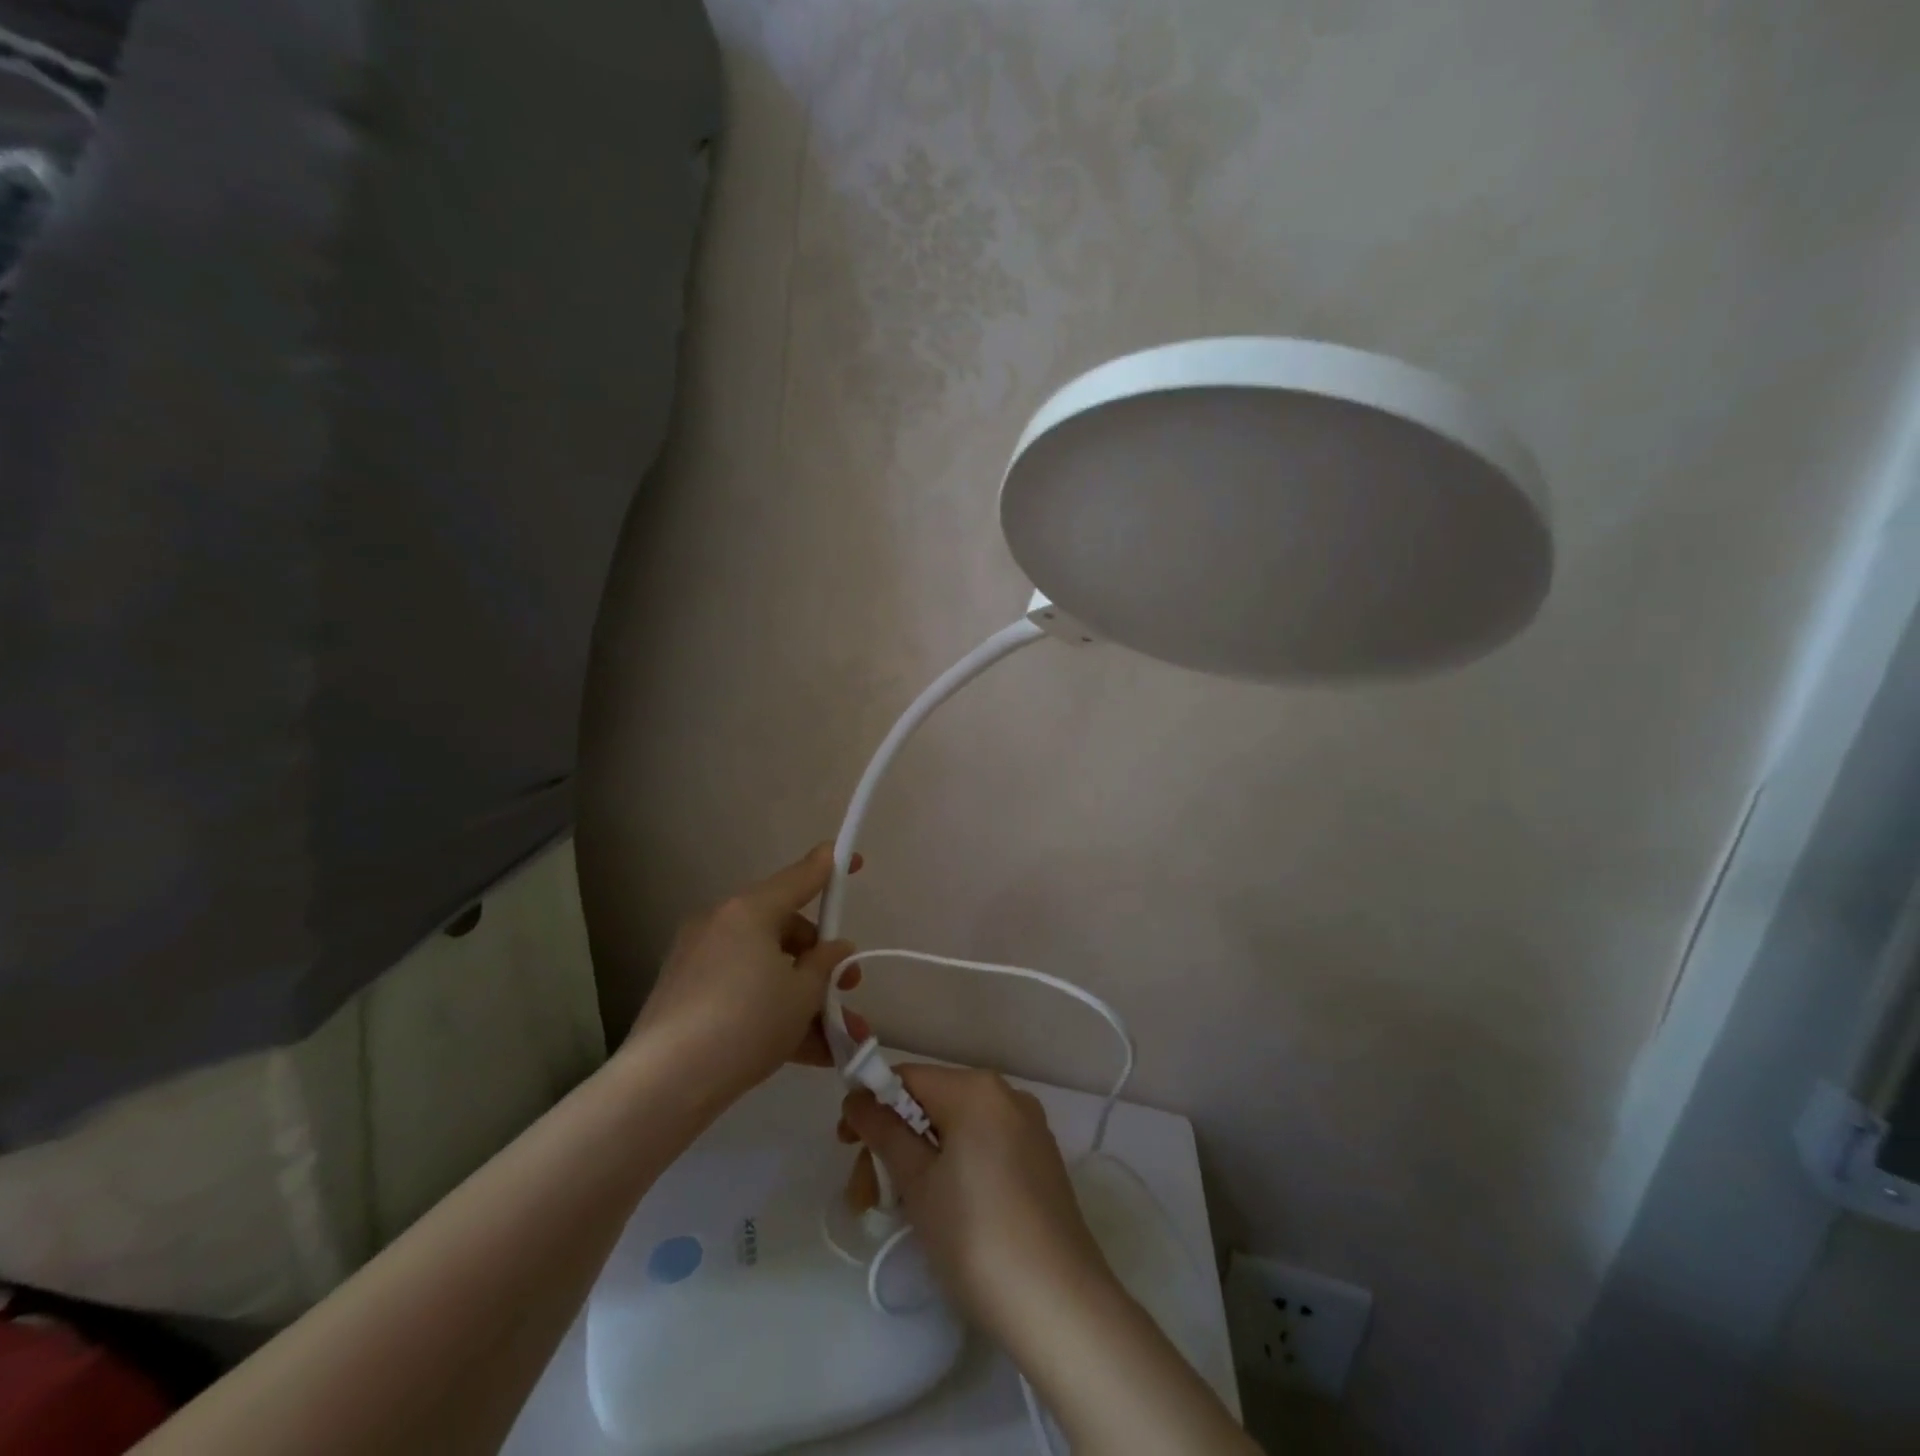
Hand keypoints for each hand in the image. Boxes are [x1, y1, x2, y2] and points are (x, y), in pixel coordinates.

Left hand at [626, 844, 867, 1105]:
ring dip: (802, 996)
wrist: (665, 1083)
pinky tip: (808, 1051)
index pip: (800, 877)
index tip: (853, 859)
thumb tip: (835, 949)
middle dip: (819, 959)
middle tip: (847, 987)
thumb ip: (826, 965)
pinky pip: (741, 991)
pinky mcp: (684, 994)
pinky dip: (771, 1011)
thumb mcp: (802, 995)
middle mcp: (721, 924)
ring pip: (764, 967)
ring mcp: (698, 959)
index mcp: (749, 910)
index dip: (830, 867)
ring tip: (838, 1037)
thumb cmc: (747, 1023)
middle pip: (783, 928)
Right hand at [840, 1065, 1110, 1340]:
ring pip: (957, 1129)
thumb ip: (884, 1132)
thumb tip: (858, 1098)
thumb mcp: (918, 1183)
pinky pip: (984, 1146)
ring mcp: (1029, 1127)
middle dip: (893, 1142)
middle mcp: (1006, 1095)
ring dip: (919, 1160)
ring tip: (896, 1211)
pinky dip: (953, 1166)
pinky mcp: (1040, 1160)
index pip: (908, 1077)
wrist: (1060, 1304)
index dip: (871, 1105)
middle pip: (932, 1103)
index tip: (845, 1145)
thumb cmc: (976, 1236)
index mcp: (976, 1089)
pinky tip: (941, 1210)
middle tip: (865, 1197)